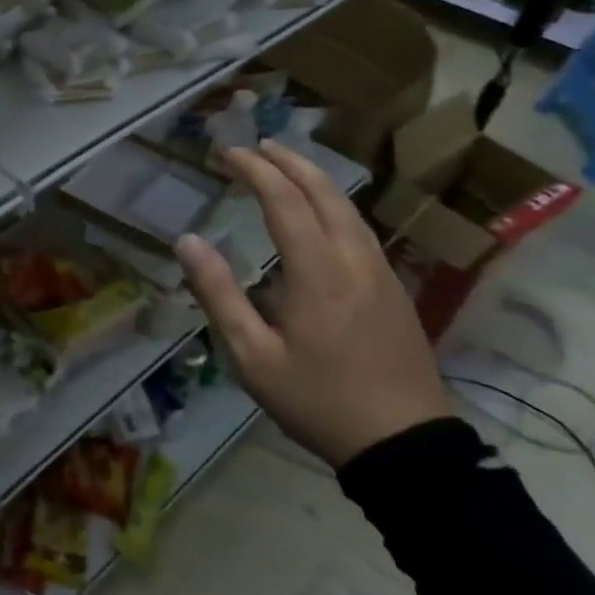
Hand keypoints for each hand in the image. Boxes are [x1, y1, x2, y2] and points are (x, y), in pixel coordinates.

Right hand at [174, 140, 449, 467]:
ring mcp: (381, 273)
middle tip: (257, 145)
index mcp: (317, 272)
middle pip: (324, 191)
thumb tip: (186, 241)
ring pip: (349, 207)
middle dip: (288, 161)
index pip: (284, 199)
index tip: (226, 153)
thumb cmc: (320, 402)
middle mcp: (353, 260)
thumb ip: (218, 294)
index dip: (254, 169)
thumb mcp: (253, 357)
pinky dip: (334, 203)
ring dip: (315, 178)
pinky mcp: (395, 290)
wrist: (407, 449)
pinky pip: (361, 228)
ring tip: (286, 165)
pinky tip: (323, 212)